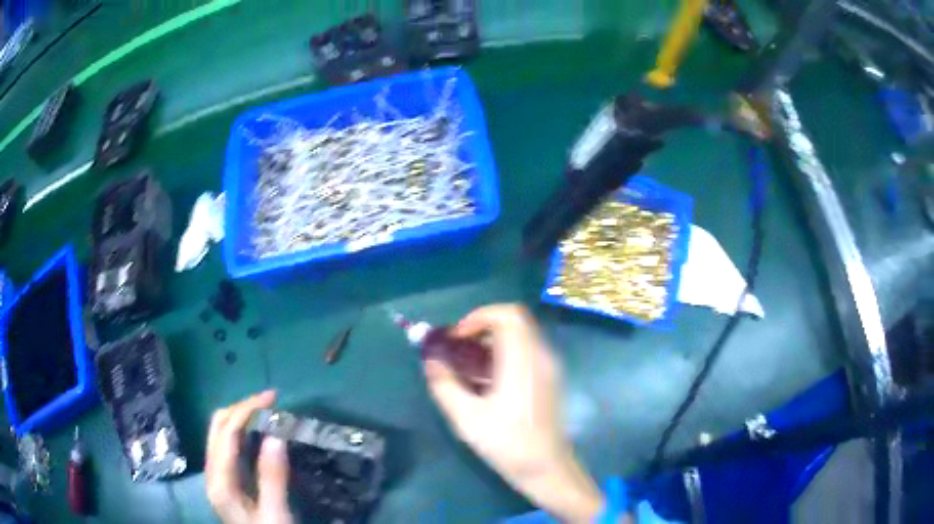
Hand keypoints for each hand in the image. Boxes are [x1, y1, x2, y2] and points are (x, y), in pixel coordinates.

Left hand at [206, 390, 293, 523]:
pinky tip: (259, 433)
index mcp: (220, 481)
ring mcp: (217, 475)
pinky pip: (228, 445)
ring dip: (240, 416)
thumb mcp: (276, 514)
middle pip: (217, 427)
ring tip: (266, 412)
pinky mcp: (226, 479)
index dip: (246, 410)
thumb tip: (275, 435)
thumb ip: (272, 478)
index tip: (273, 399)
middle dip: (241, 408)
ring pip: (220, 433)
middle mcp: (212, 473)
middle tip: (271, 402)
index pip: (227, 433)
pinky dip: (242, 431)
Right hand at [424, 305, 604, 522]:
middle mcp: (541, 356)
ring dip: (492, 341)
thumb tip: (431, 362)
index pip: (508, 315)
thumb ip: (445, 385)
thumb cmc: (507, 443)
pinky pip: (526, 351)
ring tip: (468, 364)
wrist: (546, 468)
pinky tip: (487, 381)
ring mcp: (549, 367)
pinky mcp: (549, 379)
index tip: (457, 338)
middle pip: (515, 321)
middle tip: (459, 347)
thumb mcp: (466, 418)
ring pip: (521, 336)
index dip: (479, 317)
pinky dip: (504, 353)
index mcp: (523, 360)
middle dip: (482, 327)